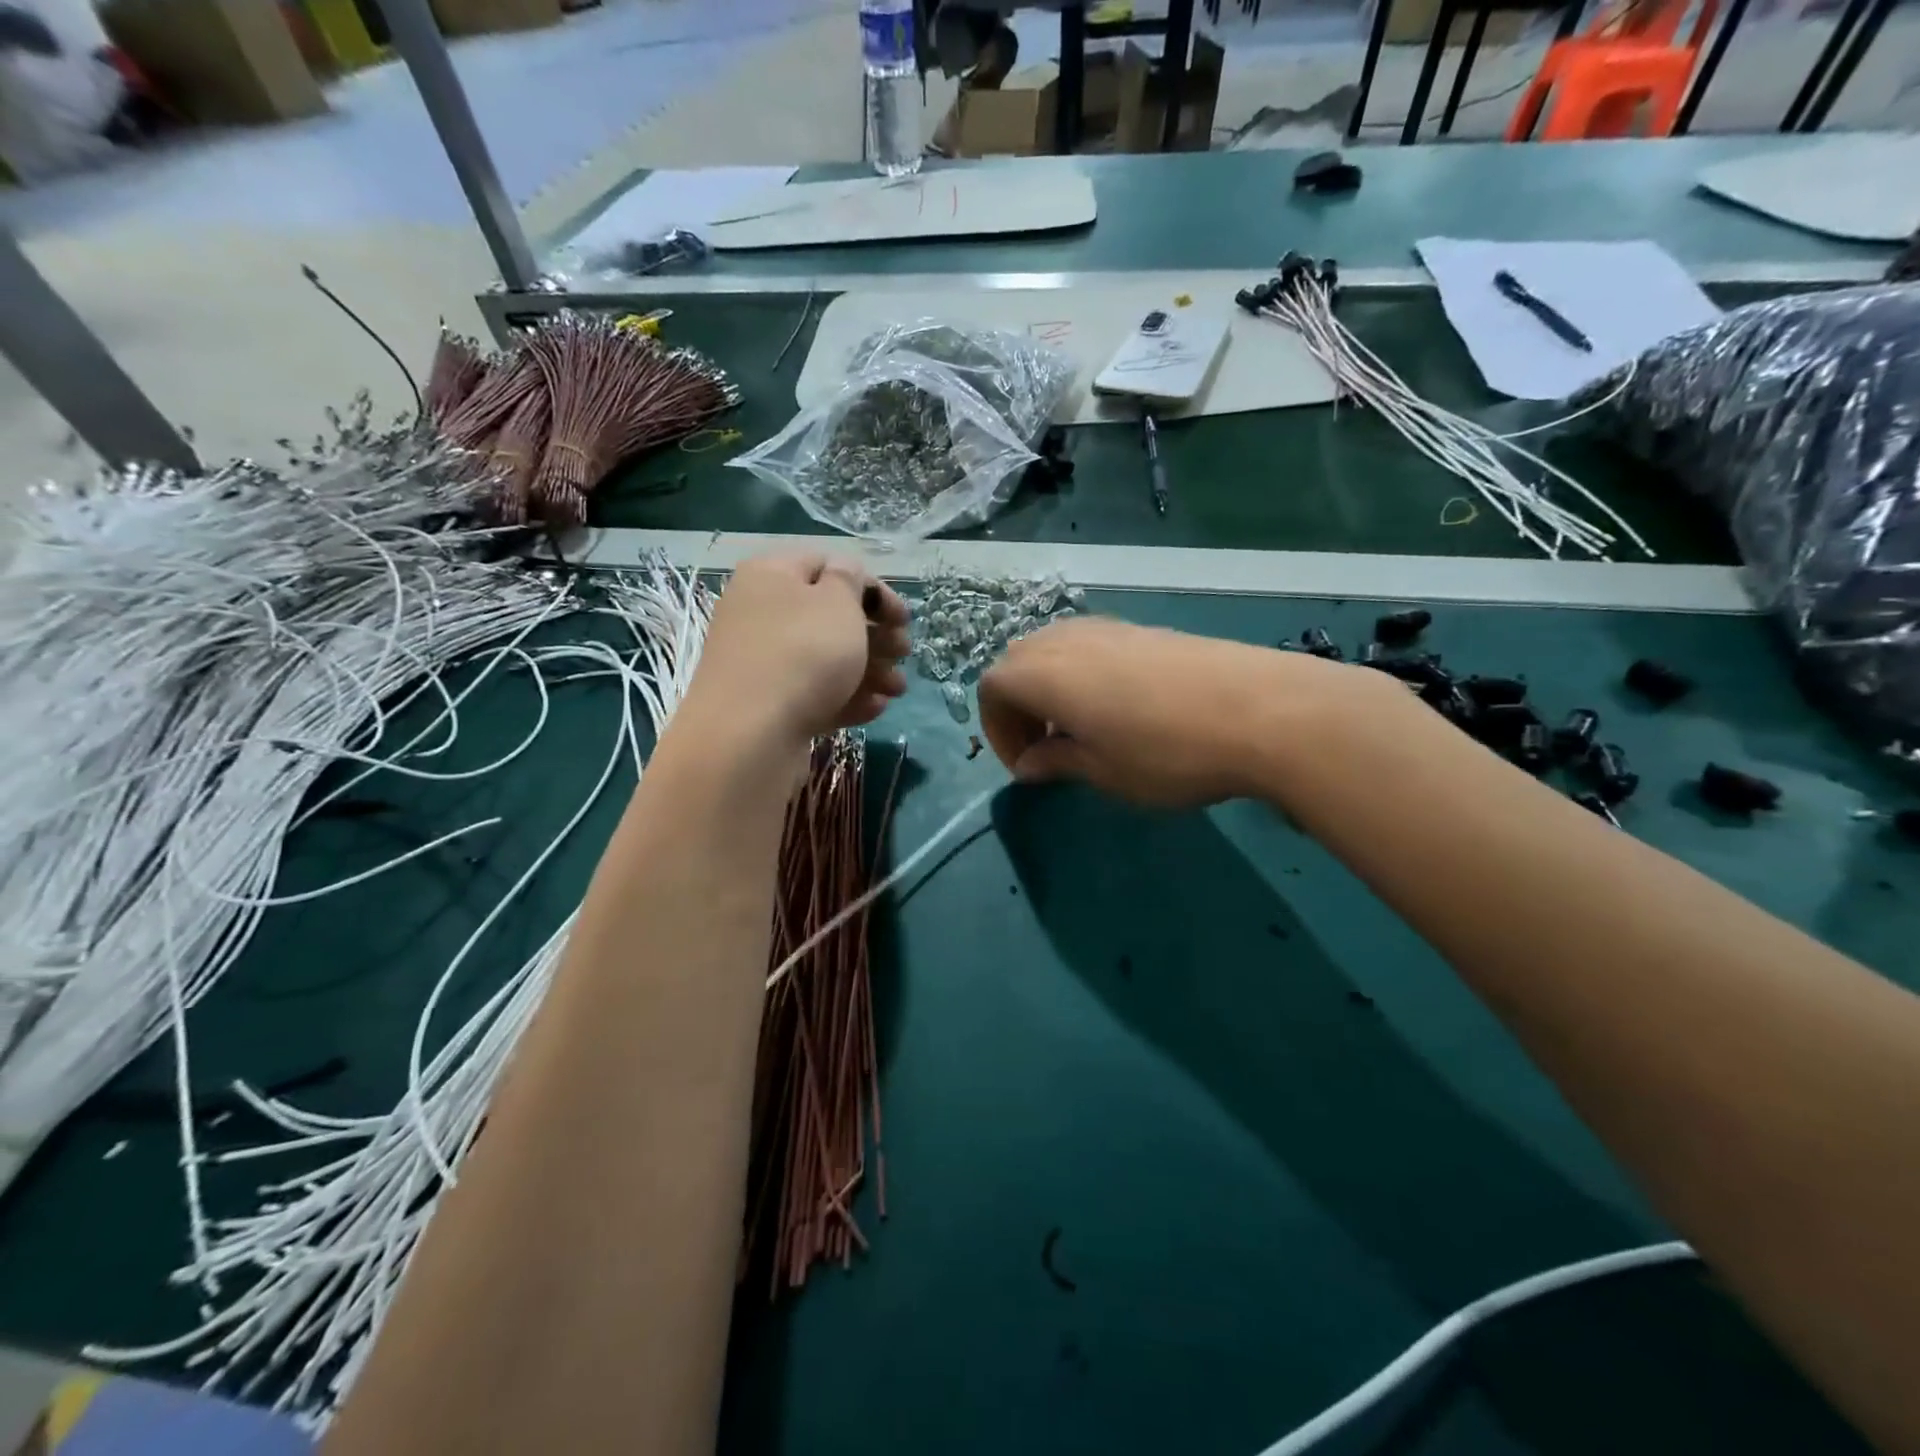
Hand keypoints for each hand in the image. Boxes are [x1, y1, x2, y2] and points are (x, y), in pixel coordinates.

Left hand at [684, 553, 909, 753]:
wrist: (750, 734)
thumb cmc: (802, 653)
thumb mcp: (837, 602)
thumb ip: (849, 580)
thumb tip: (844, 574)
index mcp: (771, 576)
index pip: (827, 567)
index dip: (871, 588)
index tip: (902, 617)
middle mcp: (761, 613)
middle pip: (828, 617)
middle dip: (875, 635)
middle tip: (904, 652)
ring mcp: (762, 663)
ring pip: (825, 659)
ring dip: (869, 670)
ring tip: (898, 690)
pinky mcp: (768, 705)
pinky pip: (814, 693)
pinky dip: (846, 697)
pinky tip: (875, 709)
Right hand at [977, 617, 1366, 808]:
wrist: (1262, 710)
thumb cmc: (1168, 752)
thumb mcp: (1104, 771)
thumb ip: (1057, 761)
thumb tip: (1030, 763)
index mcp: (1044, 674)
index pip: (991, 688)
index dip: (997, 730)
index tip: (1027, 768)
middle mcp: (1067, 640)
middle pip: (1018, 661)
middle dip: (1019, 705)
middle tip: (1046, 747)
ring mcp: (1109, 628)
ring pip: (1054, 649)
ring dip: (1050, 687)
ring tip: (1081, 728)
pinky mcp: (1145, 629)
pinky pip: (1090, 645)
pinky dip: (1082, 674)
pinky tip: (1120, 708)